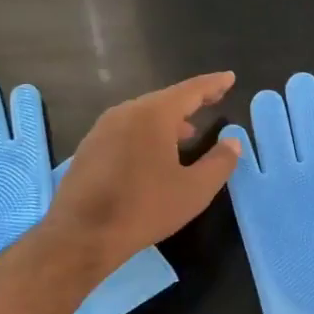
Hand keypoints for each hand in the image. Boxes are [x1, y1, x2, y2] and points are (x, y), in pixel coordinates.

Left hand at [45, 73, 240, 271]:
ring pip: (143, 115)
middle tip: (212, 101)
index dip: (213, 84)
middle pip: (164, 100)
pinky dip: (147, 133)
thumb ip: (220, 162)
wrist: (81, 236)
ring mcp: (102, 129)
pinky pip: (126, 130)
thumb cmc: (144, 208)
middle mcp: (125, 112)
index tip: (229, 78)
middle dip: (190, 102)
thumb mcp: (195, 189)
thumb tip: (232, 141)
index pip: (190, 91)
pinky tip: (154, 154)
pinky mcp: (89, 149)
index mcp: (153, 115)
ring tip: (187, 133)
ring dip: (168, 121)